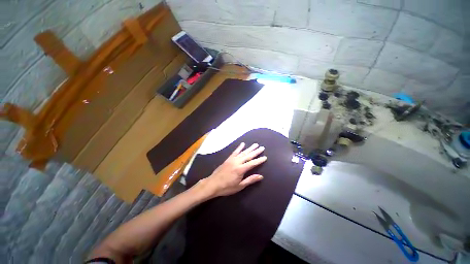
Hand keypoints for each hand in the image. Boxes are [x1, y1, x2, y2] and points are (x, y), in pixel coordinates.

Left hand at [197, 142, 266, 198]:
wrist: (213, 184)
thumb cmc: (226, 187)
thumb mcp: (239, 186)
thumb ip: (250, 180)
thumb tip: (261, 176)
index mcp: (240, 169)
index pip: (252, 163)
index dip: (259, 160)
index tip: (265, 157)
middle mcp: (237, 162)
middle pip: (248, 156)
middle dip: (256, 151)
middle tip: (262, 147)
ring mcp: (232, 159)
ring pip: (243, 152)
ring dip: (249, 148)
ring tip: (255, 144)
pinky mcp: (228, 159)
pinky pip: (235, 152)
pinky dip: (239, 148)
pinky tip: (242, 144)